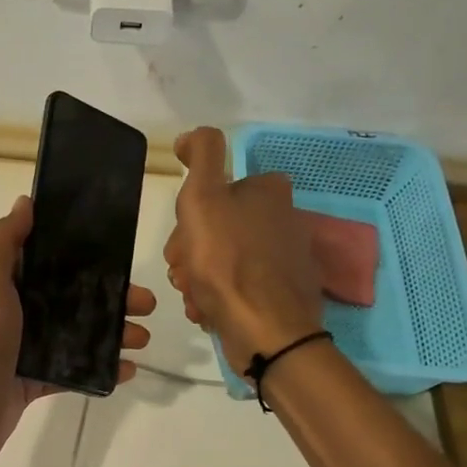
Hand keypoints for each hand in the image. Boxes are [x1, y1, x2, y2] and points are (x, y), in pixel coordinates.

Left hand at [0, 195, 154, 466]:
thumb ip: (5, 239)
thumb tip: (26, 201)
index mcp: (5, 282)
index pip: (51, 261)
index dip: (85, 256)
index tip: (121, 255)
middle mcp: (17, 311)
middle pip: (73, 297)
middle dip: (112, 298)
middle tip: (146, 304)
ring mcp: (27, 348)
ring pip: (78, 333)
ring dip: (113, 333)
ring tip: (143, 338)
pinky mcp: (35, 381)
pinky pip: (75, 370)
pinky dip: (102, 369)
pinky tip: (128, 369)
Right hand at [163, 127, 323, 372]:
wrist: (265, 331)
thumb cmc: (227, 261)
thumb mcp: (204, 197)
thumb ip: (201, 156)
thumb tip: (192, 135)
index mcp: (269, 191)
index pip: (215, 190)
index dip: (190, 214)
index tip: (183, 238)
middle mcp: (283, 219)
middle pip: (215, 228)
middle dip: (191, 253)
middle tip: (185, 272)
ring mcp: (283, 259)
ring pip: (221, 260)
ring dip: (198, 278)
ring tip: (196, 296)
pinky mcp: (280, 294)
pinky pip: (236, 288)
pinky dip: (217, 298)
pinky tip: (209, 311)